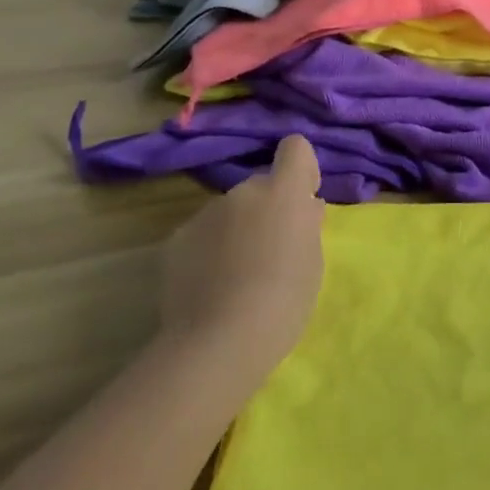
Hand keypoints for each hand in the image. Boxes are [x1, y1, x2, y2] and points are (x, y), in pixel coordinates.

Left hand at [159, 135, 324, 377]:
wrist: (219, 342)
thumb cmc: (284, 301)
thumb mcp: (313, 262)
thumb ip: (307, 226)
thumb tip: (305, 207)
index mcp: (283, 192)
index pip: (295, 148)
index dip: (300, 169)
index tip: (303, 199)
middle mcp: (243, 191)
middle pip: (260, 186)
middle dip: (267, 208)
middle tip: (271, 251)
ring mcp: (205, 213)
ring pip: (229, 212)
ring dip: (236, 230)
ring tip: (236, 276)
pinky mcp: (176, 239)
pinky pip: (202, 235)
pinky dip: (208, 251)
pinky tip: (209, 286)